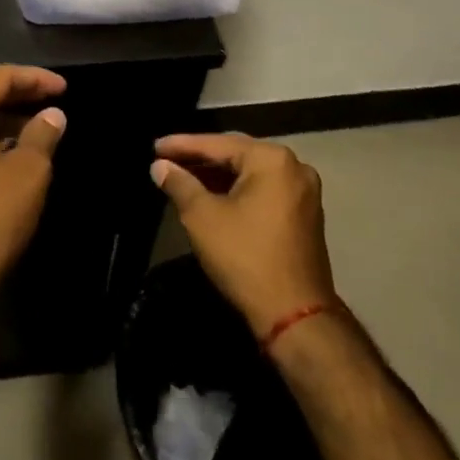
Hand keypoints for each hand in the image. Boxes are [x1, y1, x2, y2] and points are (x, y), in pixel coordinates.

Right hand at [152, 134, 338, 340]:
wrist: (295, 316)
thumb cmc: (245, 257)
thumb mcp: (202, 217)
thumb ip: (179, 184)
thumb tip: (160, 166)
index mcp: (272, 159)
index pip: (218, 144)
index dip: (182, 145)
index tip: (155, 146)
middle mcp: (294, 167)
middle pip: (236, 154)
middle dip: (200, 158)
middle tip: (166, 159)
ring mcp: (303, 192)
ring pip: (250, 174)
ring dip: (217, 176)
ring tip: (183, 176)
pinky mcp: (304, 214)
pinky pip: (263, 190)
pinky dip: (237, 190)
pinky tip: (211, 195)